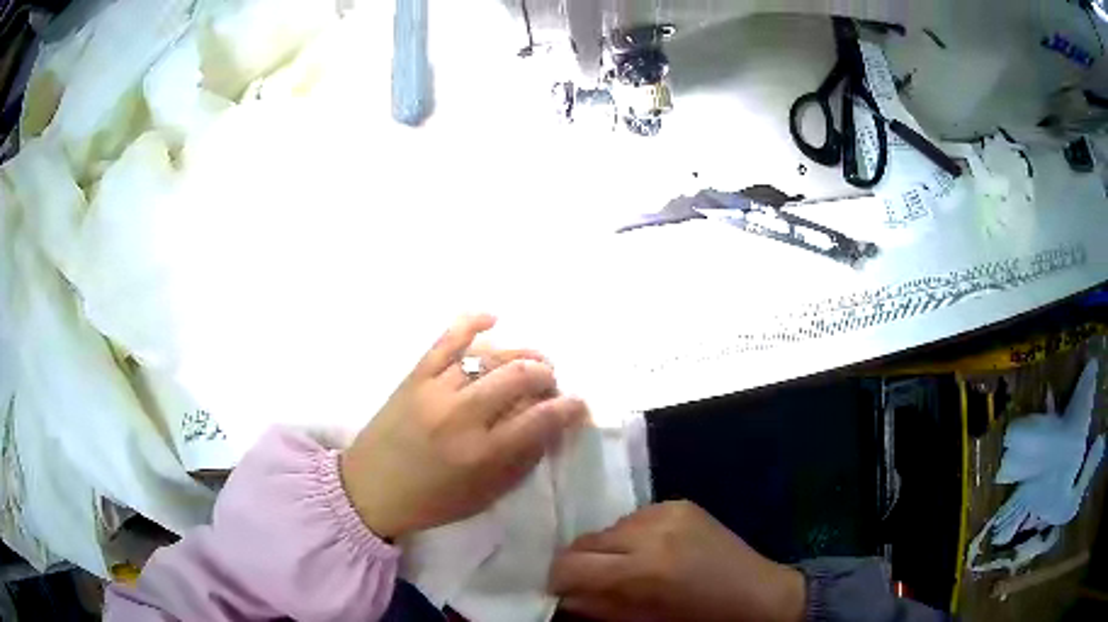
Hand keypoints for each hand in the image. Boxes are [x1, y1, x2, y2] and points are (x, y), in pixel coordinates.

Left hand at [340, 314, 586, 539]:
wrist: (370, 488)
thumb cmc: (432, 501)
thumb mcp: (485, 495)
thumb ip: (521, 461)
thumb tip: (550, 427)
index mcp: (482, 454)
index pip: (540, 419)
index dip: (569, 408)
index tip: (578, 404)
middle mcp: (462, 416)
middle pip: (520, 376)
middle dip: (547, 375)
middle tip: (550, 384)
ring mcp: (436, 390)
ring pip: (490, 356)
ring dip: (520, 355)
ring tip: (530, 363)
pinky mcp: (415, 376)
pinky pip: (447, 339)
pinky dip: (472, 323)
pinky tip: (494, 318)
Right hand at [549, 501, 805, 621]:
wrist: (758, 594)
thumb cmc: (699, 619)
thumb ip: (597, 607)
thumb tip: (564, 596)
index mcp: (642, 570)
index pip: (571, 565)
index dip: (558, 580)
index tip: (560, 591)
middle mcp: (650, 532)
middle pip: (585, 541)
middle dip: (580, 563)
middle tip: (590, 581)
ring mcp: (667, 511)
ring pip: (609, 527)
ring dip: (609, 549)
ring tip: (627, 567)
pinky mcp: (680, 503)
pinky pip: (636, 517)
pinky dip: (633, 535)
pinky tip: (652, 551)